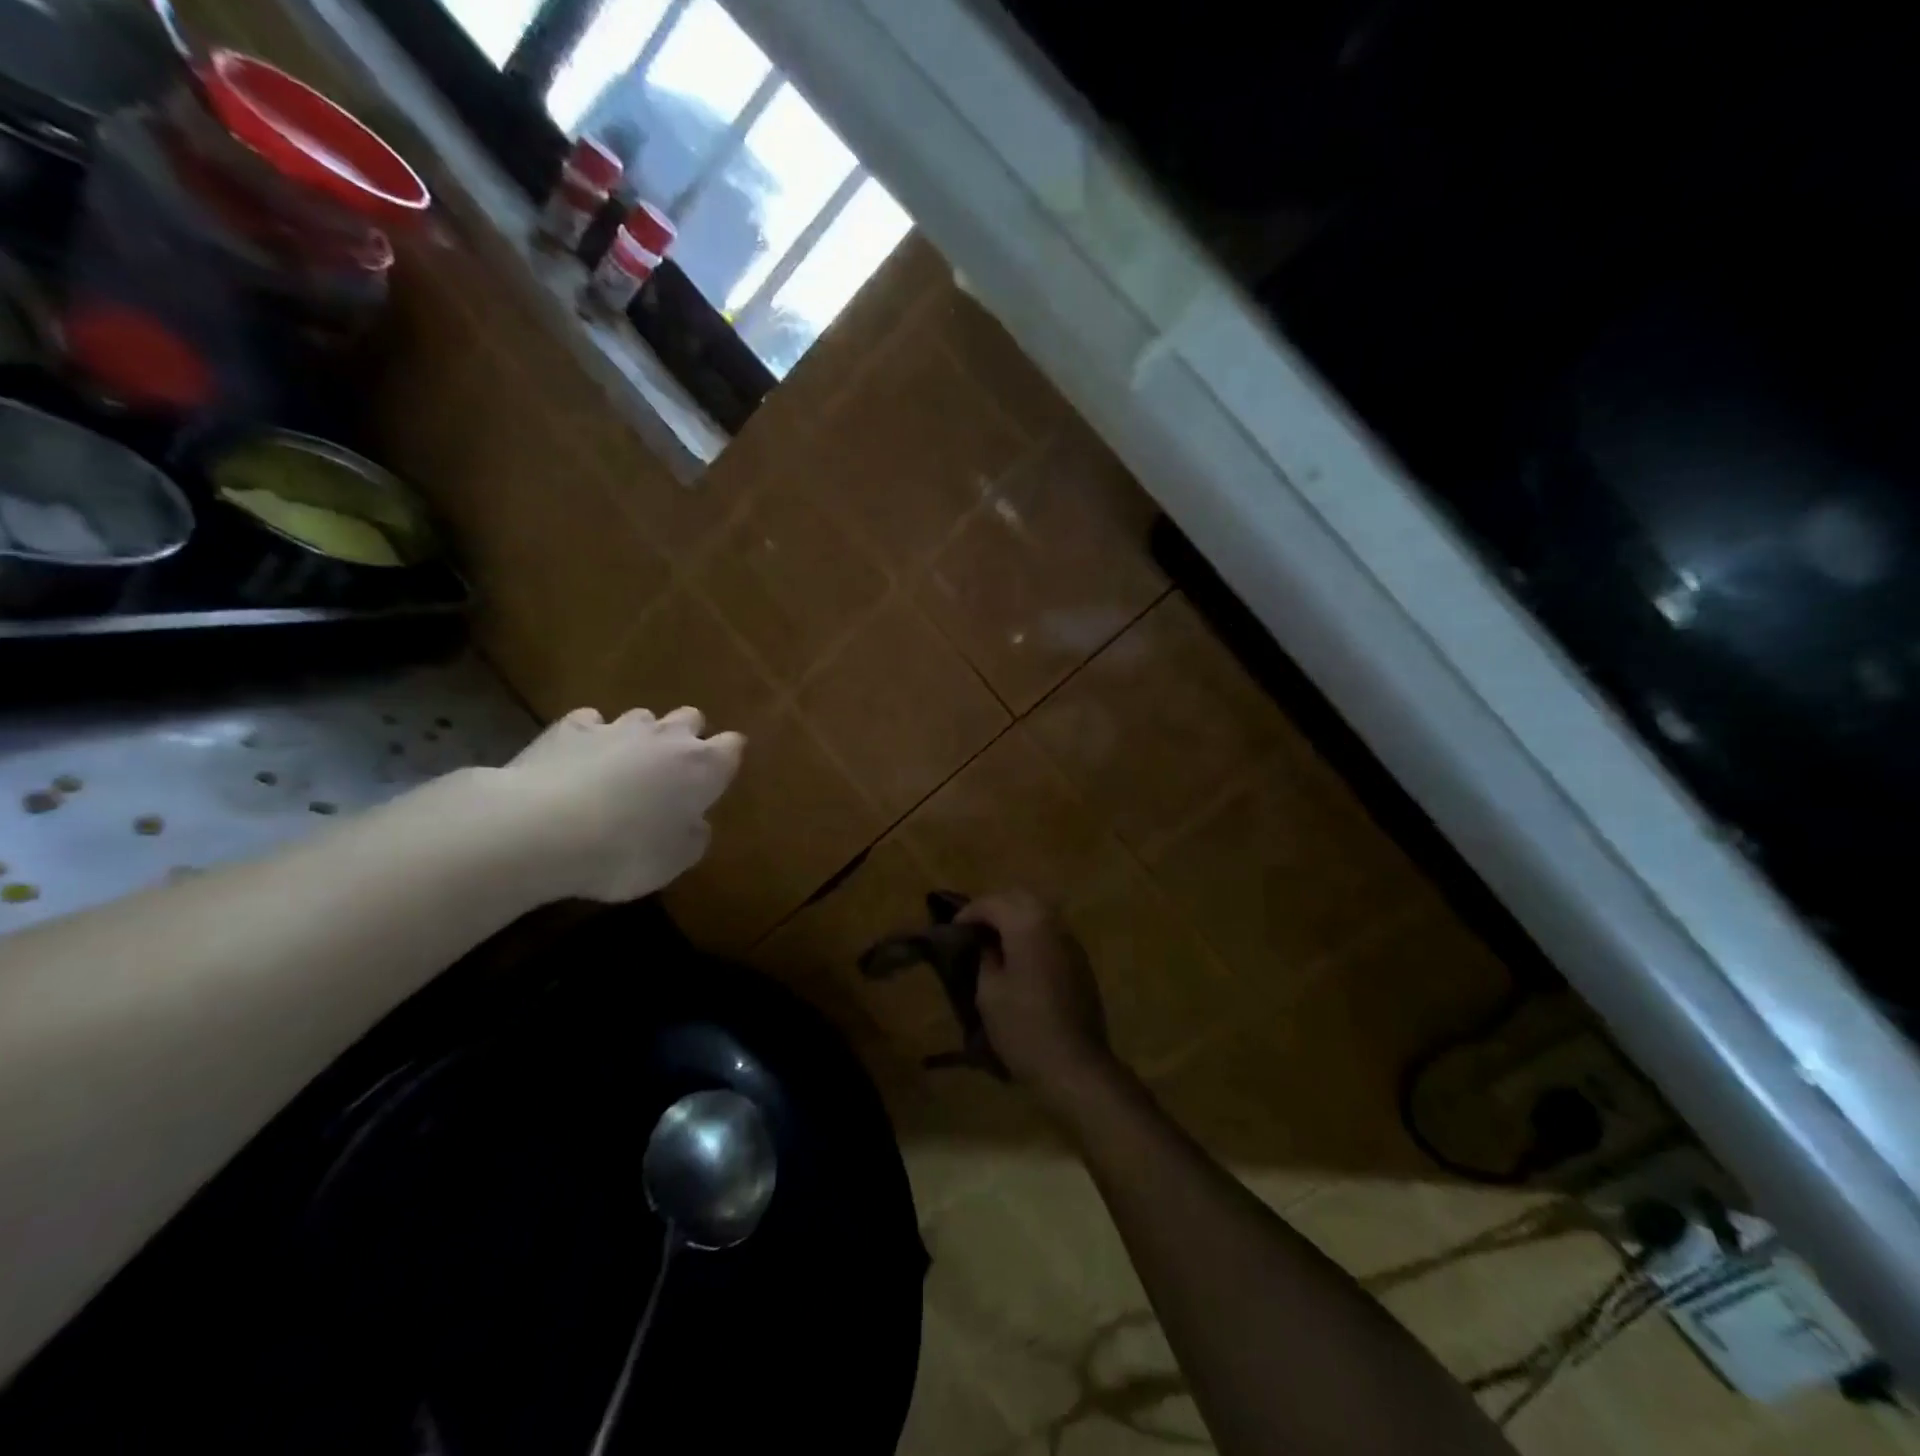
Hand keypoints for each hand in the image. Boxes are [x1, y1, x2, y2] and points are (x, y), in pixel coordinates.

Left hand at [495, 706, 744, 902]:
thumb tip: (695, 822)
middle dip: (687, 737)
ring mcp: (617, 727)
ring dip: (640, 736)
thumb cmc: (625, 851)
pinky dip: (590, 736)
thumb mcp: (675, 861)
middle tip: (672, 770)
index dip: (726, 759)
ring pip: (642, 717)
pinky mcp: (570, 728)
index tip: (719, 776)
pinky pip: (590, 722)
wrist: (542, 830)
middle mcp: (666, 737)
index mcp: (702, 767)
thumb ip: (693, 836)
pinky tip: (578, 757)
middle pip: (691, 718)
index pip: (732, 746)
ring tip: (623, 764)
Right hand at [960, 892, 1119, 1108]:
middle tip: (973, 928)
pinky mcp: (1080, 961)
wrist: (1075, 1065)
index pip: (993, 902)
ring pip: (1039, 912)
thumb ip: (985, 957)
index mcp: (1027, 925)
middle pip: (1020, 897)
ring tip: (993, 941)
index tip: (953, 930)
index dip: (969, 912)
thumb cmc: (1024, 1028)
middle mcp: (1053, 923)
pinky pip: (1051, 932)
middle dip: (994, 907)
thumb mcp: (989, 993)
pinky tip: (1019, 956)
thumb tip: (986, 944)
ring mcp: (1071, 941)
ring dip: (1015, 918)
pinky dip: (1032, 933)